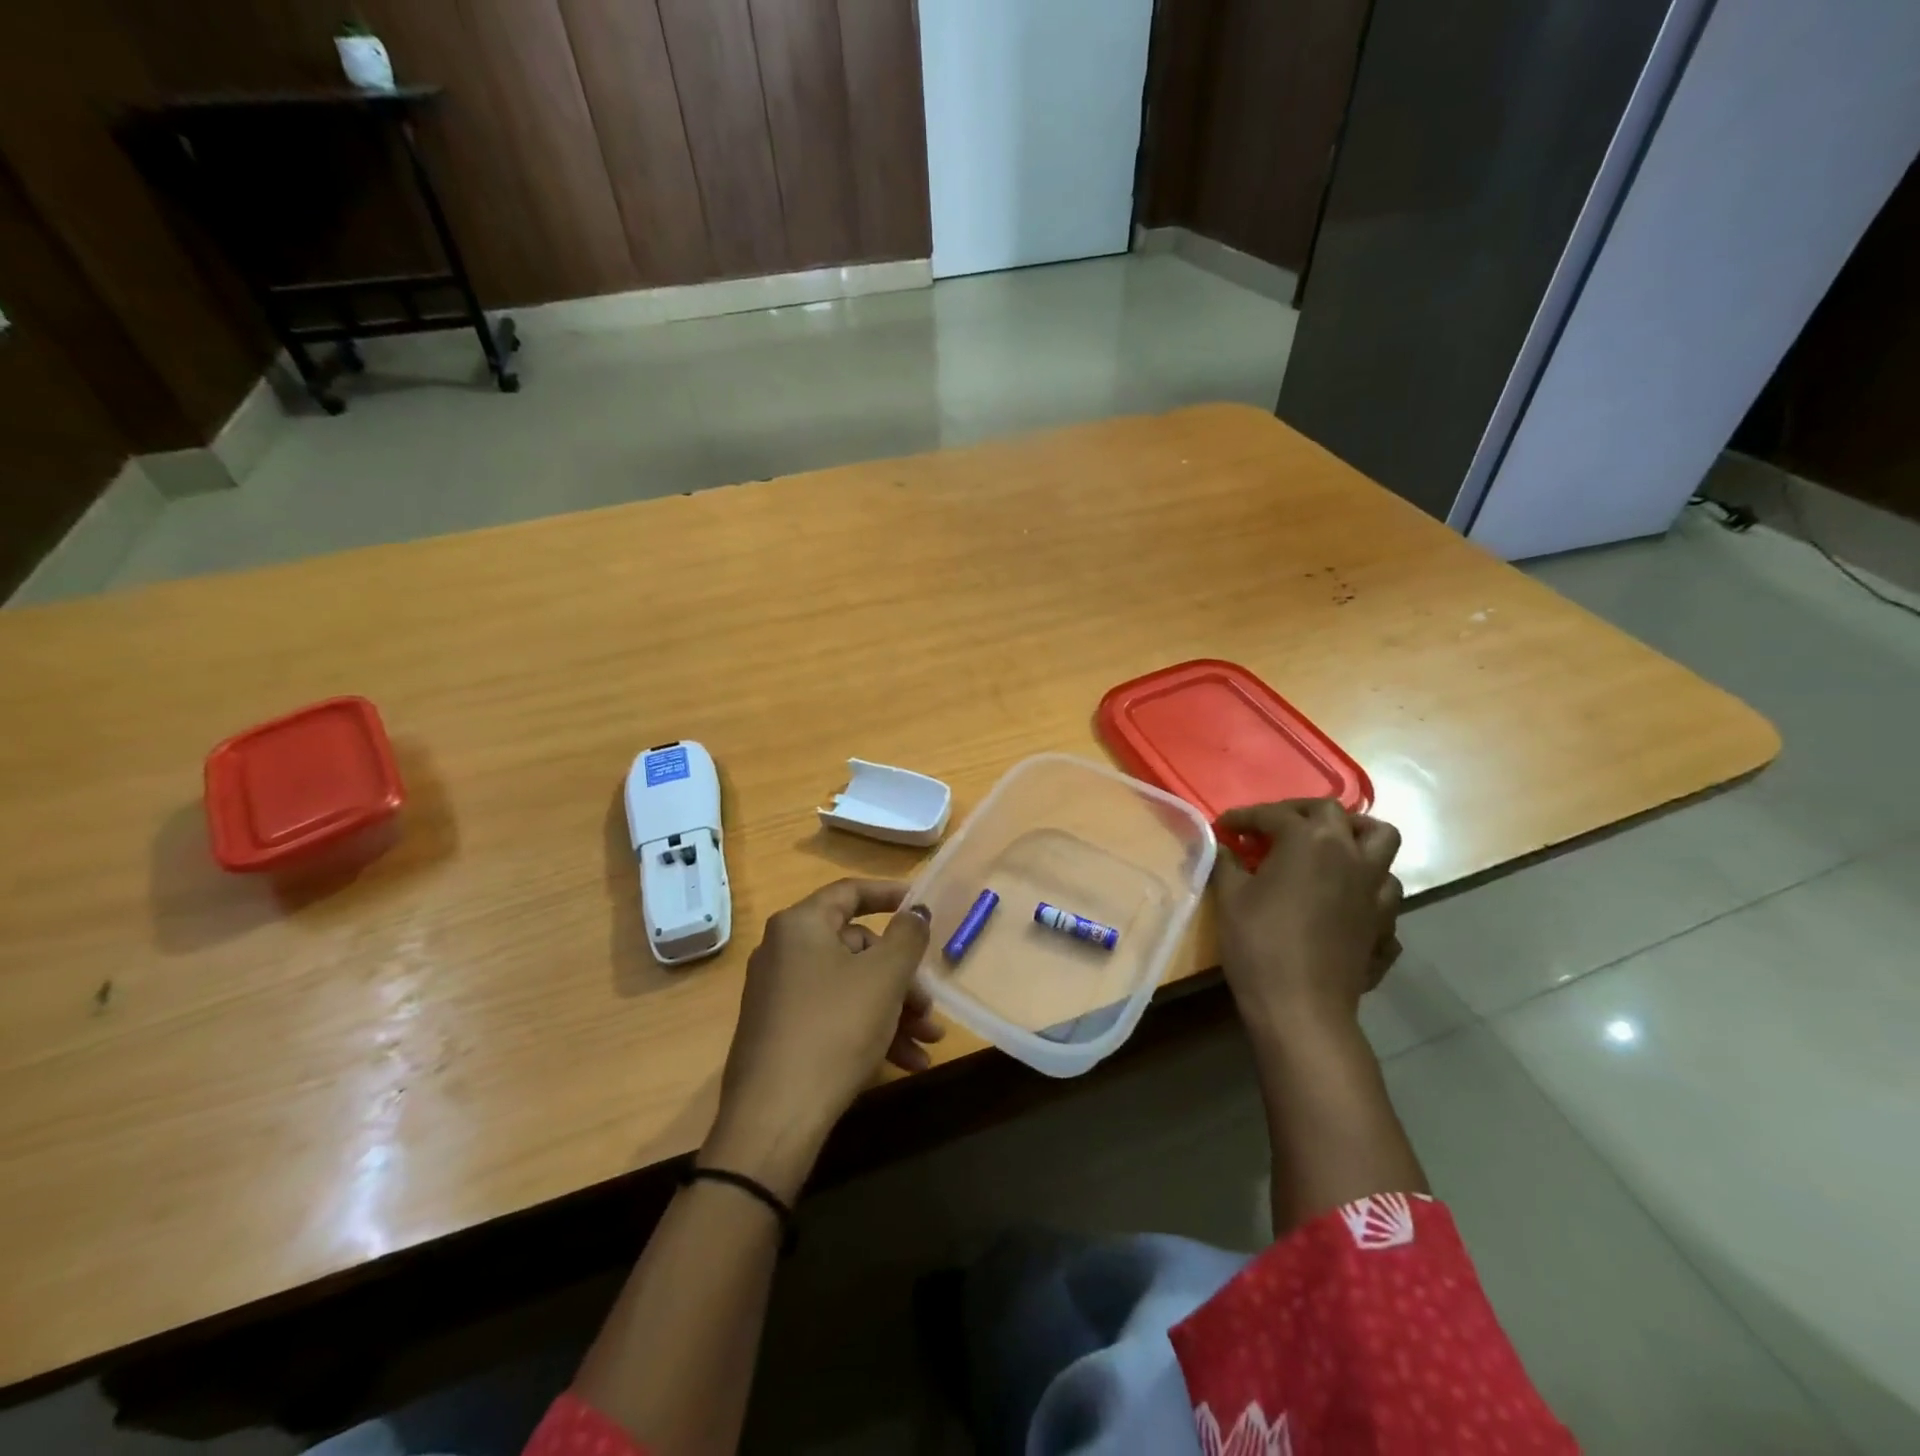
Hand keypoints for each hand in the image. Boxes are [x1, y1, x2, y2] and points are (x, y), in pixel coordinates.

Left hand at [703, 880, 938, 1198]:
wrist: (774, 1118)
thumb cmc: (835, 1029)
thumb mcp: (884, 977)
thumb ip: (908, 936)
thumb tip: (916, 911)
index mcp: (801, 926)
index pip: (850, 892)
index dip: (889, 894)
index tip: (922, 905)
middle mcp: (784, 952)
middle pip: (857, 948)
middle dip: (902, 977)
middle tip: (929, 1006)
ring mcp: (779, 995)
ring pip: (851, 988)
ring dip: (895, 1011)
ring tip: (929, 1042)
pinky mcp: (781, 1033)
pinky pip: (834, 1017)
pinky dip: (870, 1031)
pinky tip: (906, 1062)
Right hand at [1212, 800, 1402, 1042]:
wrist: (1302, 1007)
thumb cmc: (1259, 943)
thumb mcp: (1230, 897)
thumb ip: (1227, 862)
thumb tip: (1224, 846)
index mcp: (1309, 840)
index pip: (1275, 814)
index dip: (1245, 817)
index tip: (1224, 827)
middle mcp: (1350, 854)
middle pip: (1333, 813)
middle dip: (1300, 812)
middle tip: (1273, 829)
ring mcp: (1375, 889)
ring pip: (1381, 843)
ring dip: (1353, 838)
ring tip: (1327, 850)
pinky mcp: (1384, 922)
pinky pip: (1384, 890)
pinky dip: (1366, 885)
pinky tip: (1345, 898)